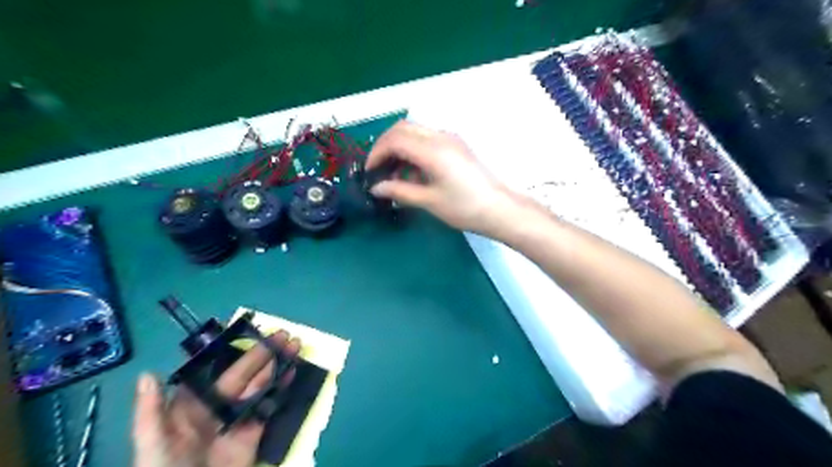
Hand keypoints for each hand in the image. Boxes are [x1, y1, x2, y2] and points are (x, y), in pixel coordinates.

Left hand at [129, 329, 299, 466]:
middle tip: (283, 334)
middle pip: (243, 373)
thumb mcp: (152, 446)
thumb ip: (151, 412)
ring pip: (260, 384)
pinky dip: (282, 387)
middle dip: (263, 353)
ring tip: (294, 345)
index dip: (230, 350)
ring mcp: (237, 418)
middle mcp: (216, 406)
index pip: (213, 370)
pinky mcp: (254, 432)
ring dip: (277, 364)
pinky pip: (269, 405)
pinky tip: (292, 371)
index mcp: (191, 405)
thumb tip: (148, 373)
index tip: (248, 331)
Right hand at [365, 121, 518, 234]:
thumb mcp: (429, 201)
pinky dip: (413, 151)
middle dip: (385, 146)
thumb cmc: (464, 208)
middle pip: (403, 128)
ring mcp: (450, 139)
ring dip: (399, 148)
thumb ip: (399, 191)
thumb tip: (376, 188)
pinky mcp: (456, 146)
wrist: (499, 209)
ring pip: (415, 132)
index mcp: (432, 150)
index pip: (394, 139)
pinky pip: (428, 140)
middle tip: (377, 168)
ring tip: (393, 175)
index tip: (369, 171)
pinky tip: (413, 174)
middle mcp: (440, 137)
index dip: (376, 153)